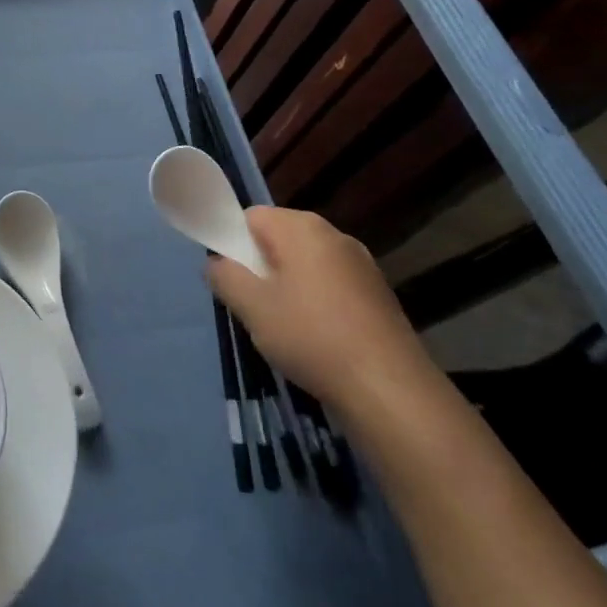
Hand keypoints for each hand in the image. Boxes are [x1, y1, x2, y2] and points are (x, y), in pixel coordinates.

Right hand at [206, 206, 437, 422]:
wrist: (390, 389)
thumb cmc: (311, 337)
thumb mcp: (252, 307)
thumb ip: (225, 277)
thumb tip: (217, 263)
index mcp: (301, 227)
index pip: (251, 217)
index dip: (234, 244)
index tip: (232, 280)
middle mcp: (334, 234)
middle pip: (280, 238)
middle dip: (262, 266)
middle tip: (253, 305)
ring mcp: (361, 263)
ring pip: (306, 263)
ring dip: (289, 286)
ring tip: (284, 326)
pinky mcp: (378, 293)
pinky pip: (331, 284)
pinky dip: (317, 301)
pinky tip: (317, 337)